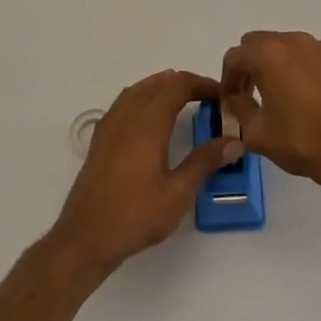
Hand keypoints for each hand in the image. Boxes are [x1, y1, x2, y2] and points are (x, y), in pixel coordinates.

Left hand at [50, 70, 241, 275]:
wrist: (85, 238)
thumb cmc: (135, 215)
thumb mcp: (178, 193)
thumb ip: (205, 162)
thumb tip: (234, 141)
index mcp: (148, 123)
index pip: (177, 85)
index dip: (202, 84)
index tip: (222, 96)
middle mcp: (127, 116)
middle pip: (157, 83)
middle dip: (184, 84)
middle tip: (208, 99)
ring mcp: (109, 126)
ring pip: (138, 90)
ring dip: (162, 88)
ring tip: (183, 102)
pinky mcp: (100, 140)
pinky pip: (124, 104)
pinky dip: (143, 99)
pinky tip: (150, 119)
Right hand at [220, 31, 320, 209]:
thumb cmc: (305, 144)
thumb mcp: (258, 134)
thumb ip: (238, 108)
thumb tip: (235, 97)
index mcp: (270, 55)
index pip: (236, 56)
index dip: (229, 78)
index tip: (234, 98)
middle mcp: (298, 41)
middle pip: (265, 43)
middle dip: (256, 65)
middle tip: (259, 93)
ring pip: (297, 48)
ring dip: (288, 66)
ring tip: (296, 97)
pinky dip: (318, 71)